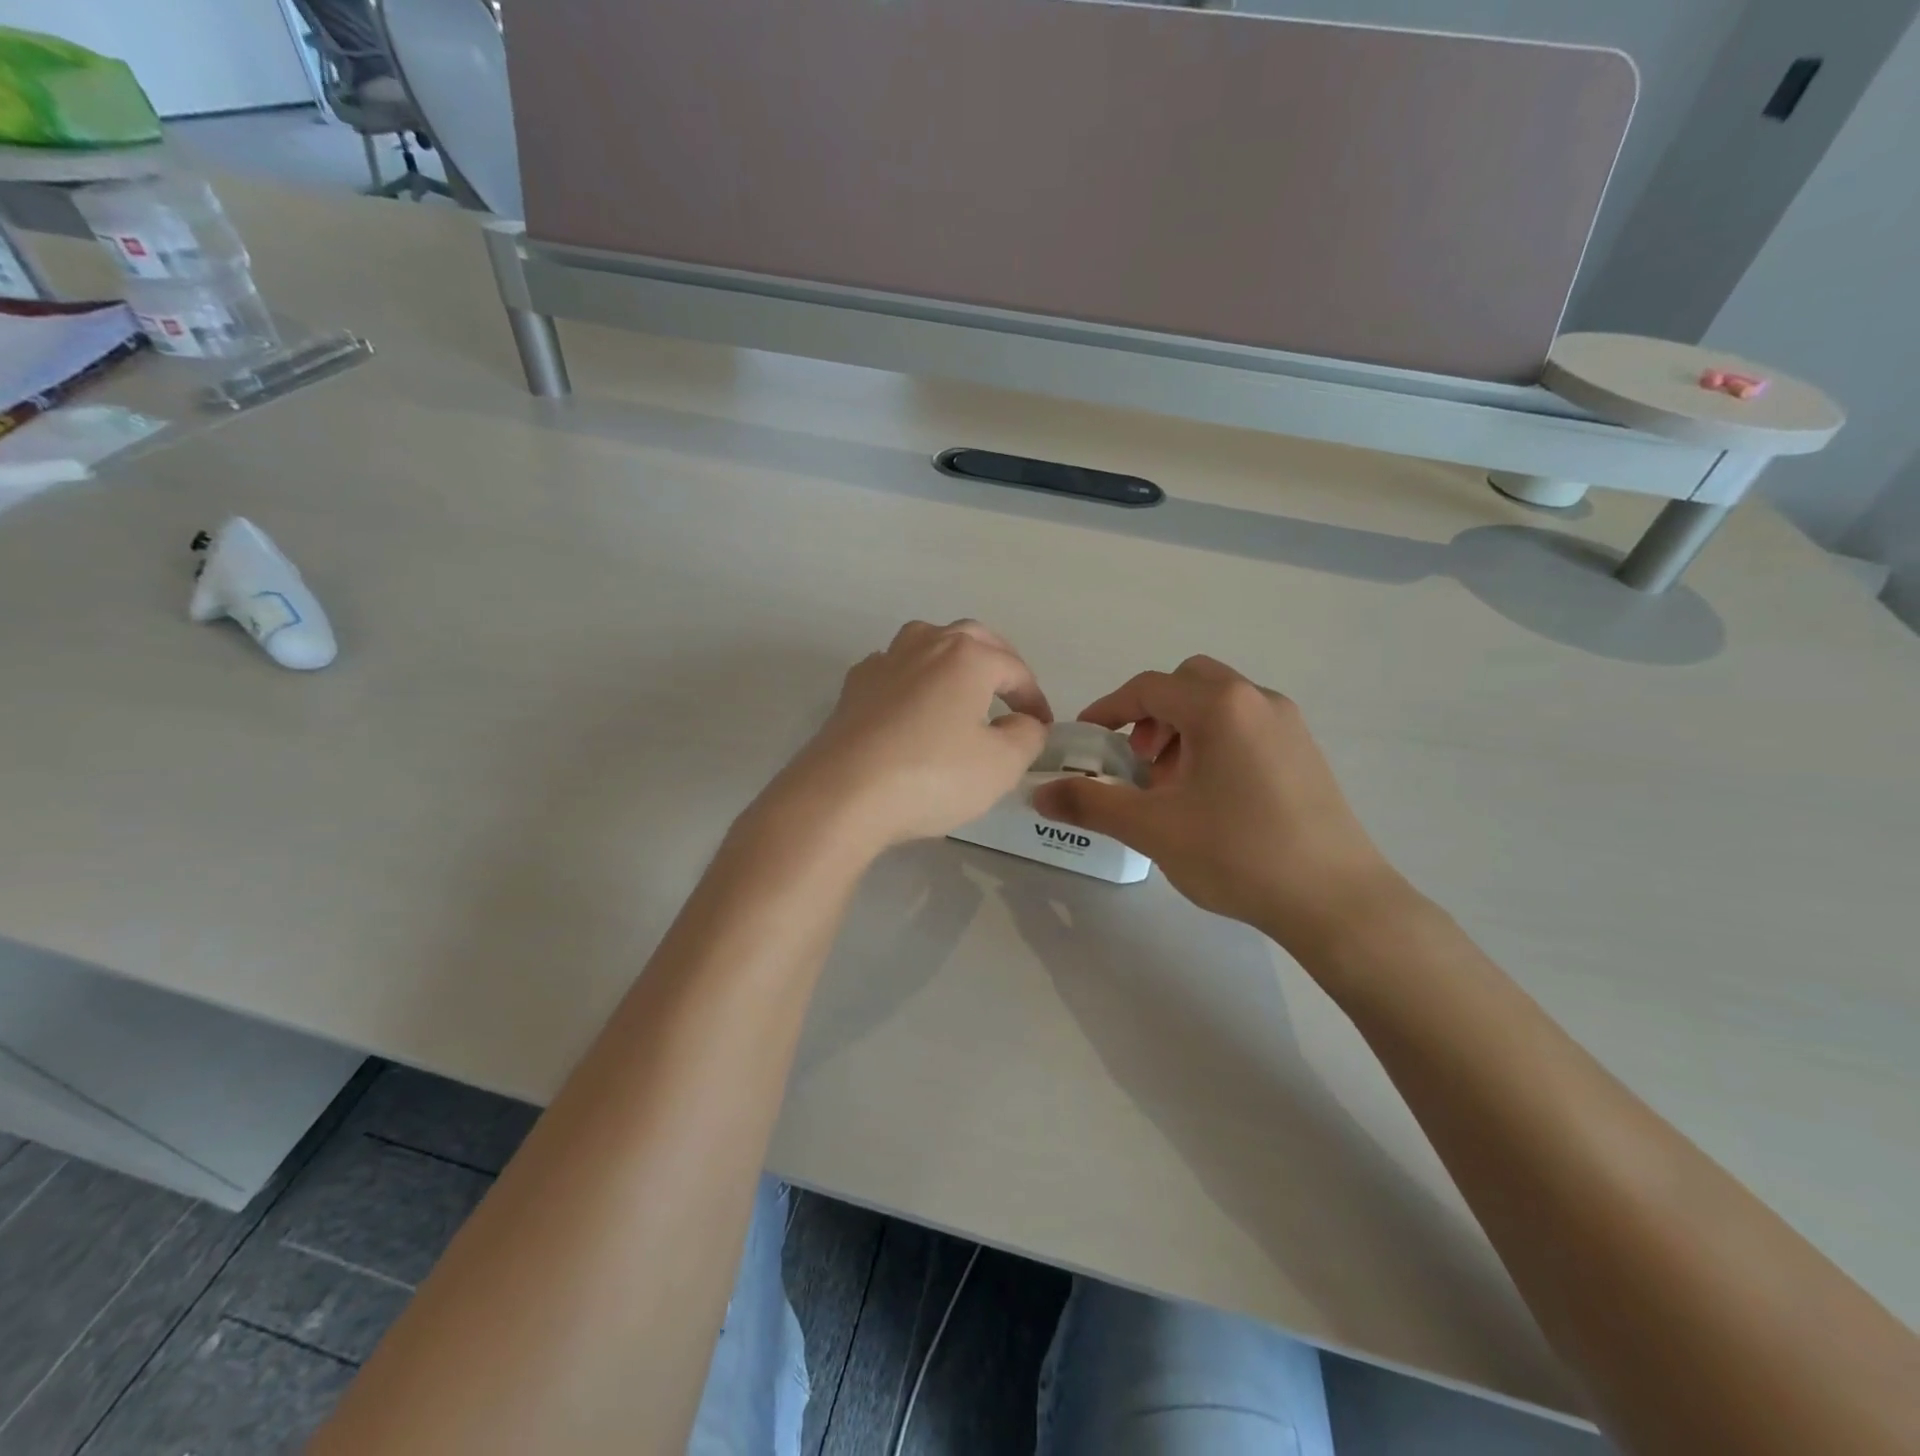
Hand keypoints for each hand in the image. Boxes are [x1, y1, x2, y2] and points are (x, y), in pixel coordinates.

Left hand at [760, 621, 1050, 858]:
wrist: (842, 795)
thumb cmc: (932, 776)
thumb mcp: (1001, 765)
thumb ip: (1026, 737)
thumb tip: (1024, 723)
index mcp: (967, 657)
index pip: (1014, 669)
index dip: (1034, 698)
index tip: (1043, 727)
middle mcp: (925, 645)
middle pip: (971, 638)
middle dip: (997, 661)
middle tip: (1010, 693)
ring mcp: (883, 662)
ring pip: (927, 642)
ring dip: (951, 659)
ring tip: (961, 689)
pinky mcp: (853, 688)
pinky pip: (894, 670)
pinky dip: (912, 679)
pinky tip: (911, 707)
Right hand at [1032, 656, 1407, 953]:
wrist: (1337, 901)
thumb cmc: (1238, 854)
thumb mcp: (1153, 828)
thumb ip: (1091, 803)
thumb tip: (1039, 793)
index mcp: (1220, 706)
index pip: (1148, 687)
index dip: (1108, 709)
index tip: (1086, 739)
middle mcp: (1258, 700)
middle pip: (1188, 683)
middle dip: (1152, 714)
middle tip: (1140, 762)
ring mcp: (1289, 725)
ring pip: (1220, 704)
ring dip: (1184, 730)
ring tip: (1173, 787)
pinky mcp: (1306, 753)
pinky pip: (1247, 726)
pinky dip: (1216, 742)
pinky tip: (1214, 798)